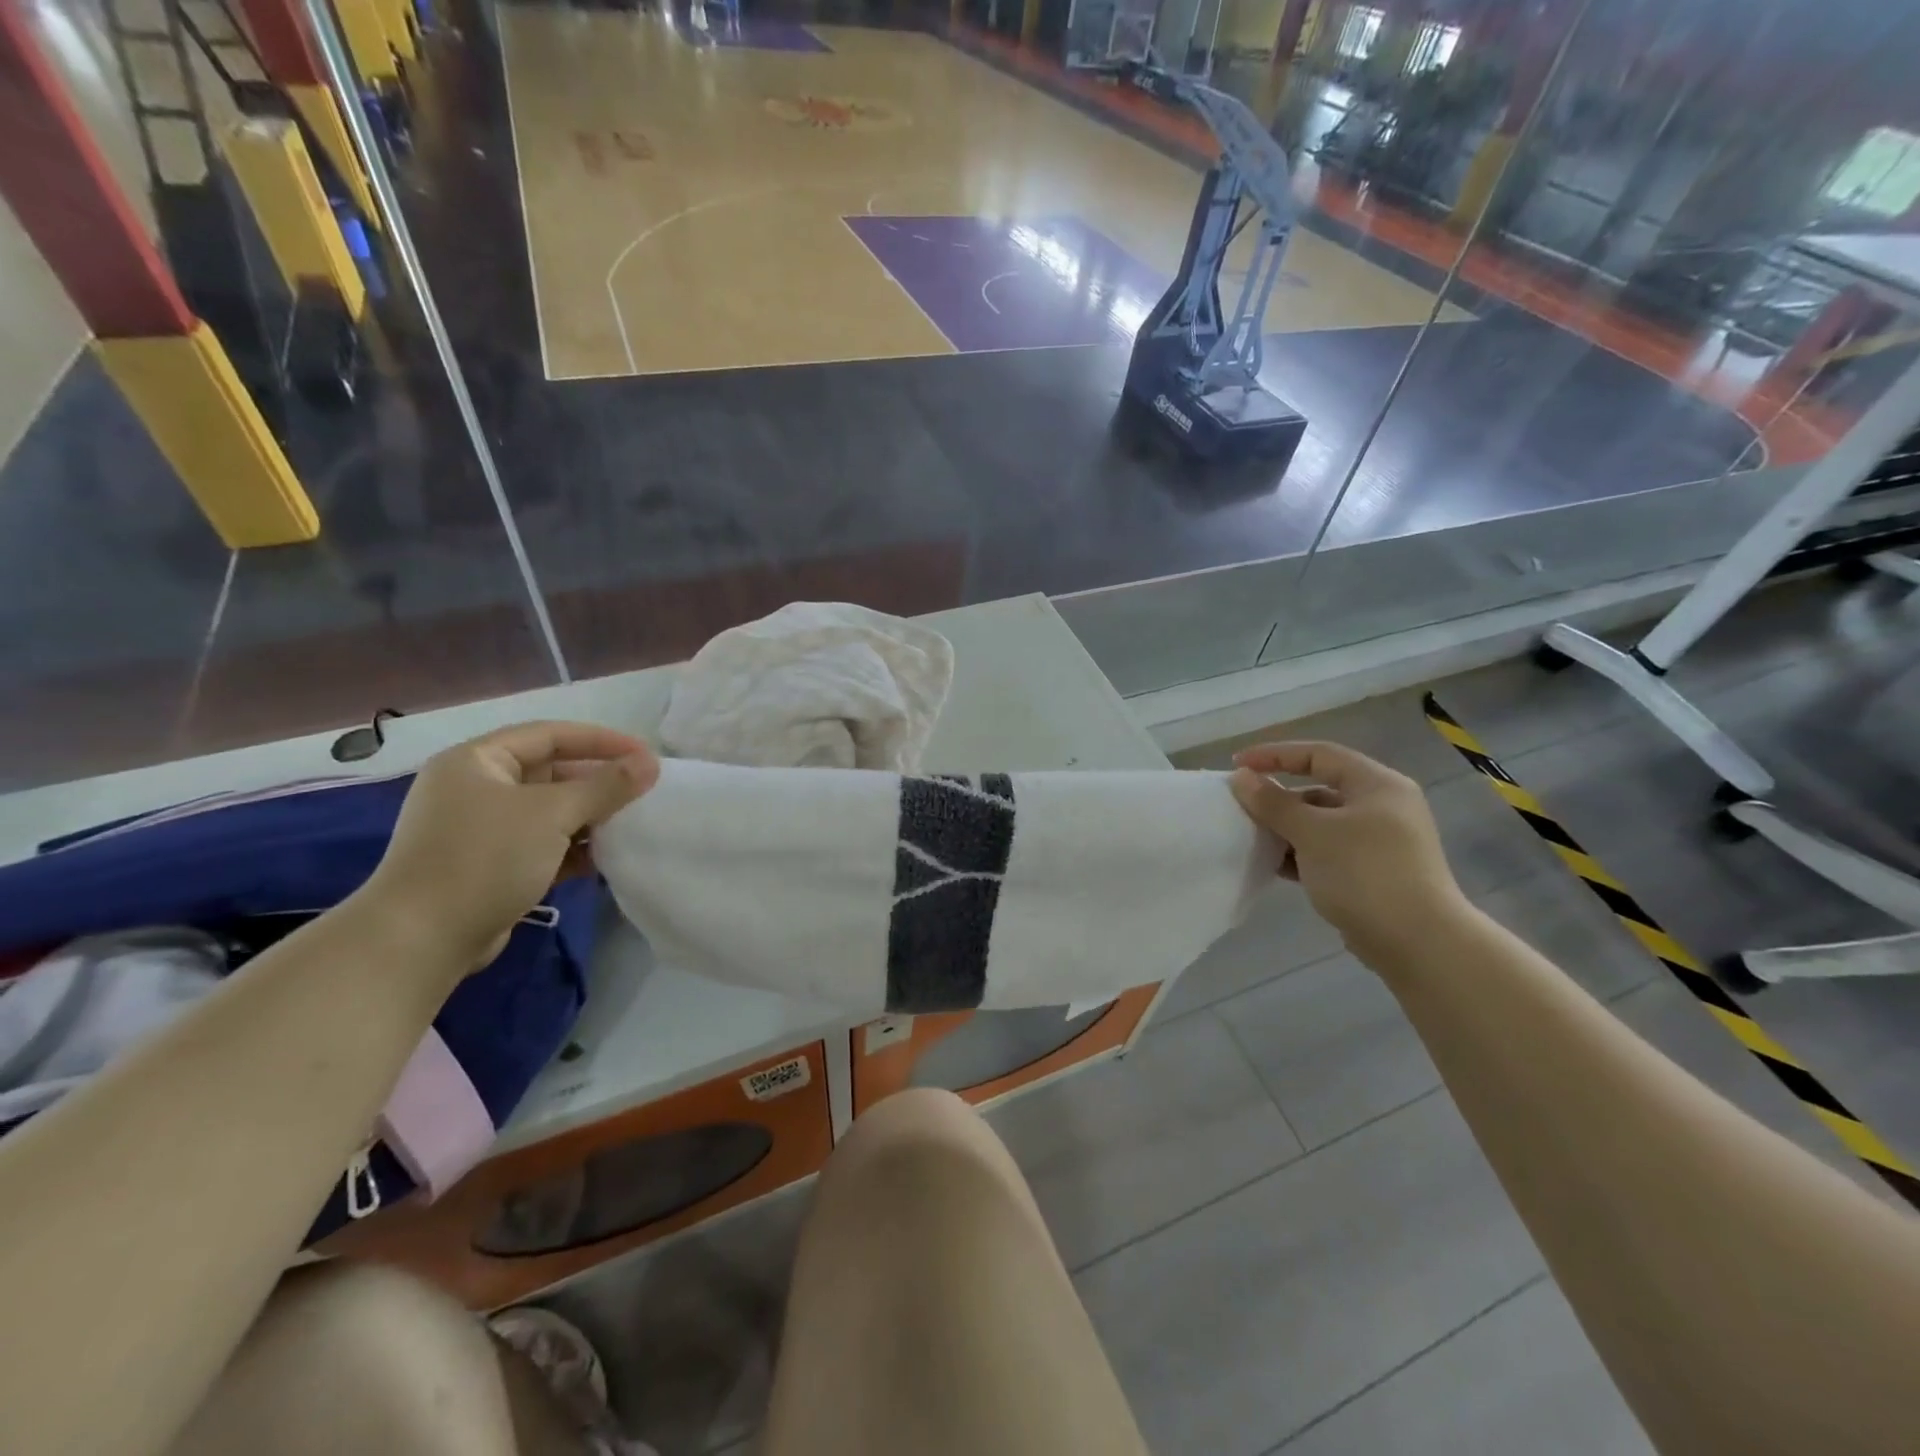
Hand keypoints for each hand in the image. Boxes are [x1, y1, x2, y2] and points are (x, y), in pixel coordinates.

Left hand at [363, 722, 659, 970]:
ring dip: (589, 817)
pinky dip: (572, 847)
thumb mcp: (553, 814)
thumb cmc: (485, 859)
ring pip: (549, 811)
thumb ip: (606, 786)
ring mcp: (481, 829)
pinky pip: (542, 844)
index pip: (550, 735)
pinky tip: (603, 858)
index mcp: (477, 761)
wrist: (420, 940)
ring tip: (630, 825)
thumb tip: (651, 763)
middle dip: (597, 783)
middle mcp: (476, 788)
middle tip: (643, 792)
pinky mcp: (490, 865)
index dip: (601, 741)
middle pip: (551, 773)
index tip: (645, 755)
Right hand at [1230, 741, 1468, 960]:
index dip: (1274, 755)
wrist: (1419, 944)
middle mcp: (1382, 806)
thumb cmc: (1365, 874)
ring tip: (1251, 838)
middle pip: (1319, 788)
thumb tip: (1240, 777)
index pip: (1318, 754)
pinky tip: (1273, 865)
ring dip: (1286, 828)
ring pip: (1322, 823)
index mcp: (1376, 785)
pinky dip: (1300, 853)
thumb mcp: (1312, 833)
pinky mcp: (1372, 872)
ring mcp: (1379, 841)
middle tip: (1241, 807)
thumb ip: (1273, 803)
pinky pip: (1327, 850)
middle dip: (1278, 797)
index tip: (1237, 764)